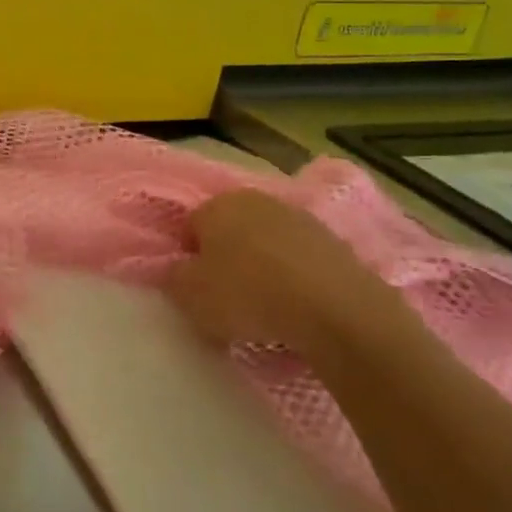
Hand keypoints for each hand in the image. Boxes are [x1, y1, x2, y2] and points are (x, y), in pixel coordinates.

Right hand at [165, 190, 408, 358]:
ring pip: (265, 244)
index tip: (194, 288)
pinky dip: (293, 279)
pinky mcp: (335, 242)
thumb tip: (180, 270)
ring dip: (260, 268)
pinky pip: (298, 261)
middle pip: (229, 231)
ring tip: (264, 308)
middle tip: (225, 297)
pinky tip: (295, 308)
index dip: (188, 258)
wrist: (337, 311)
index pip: (189, 226)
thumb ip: (174, 278)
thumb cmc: (248, 296)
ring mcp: (300, 218)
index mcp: (217, 204)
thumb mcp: (189, 295)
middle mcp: (257, 200)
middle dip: (225, 258)